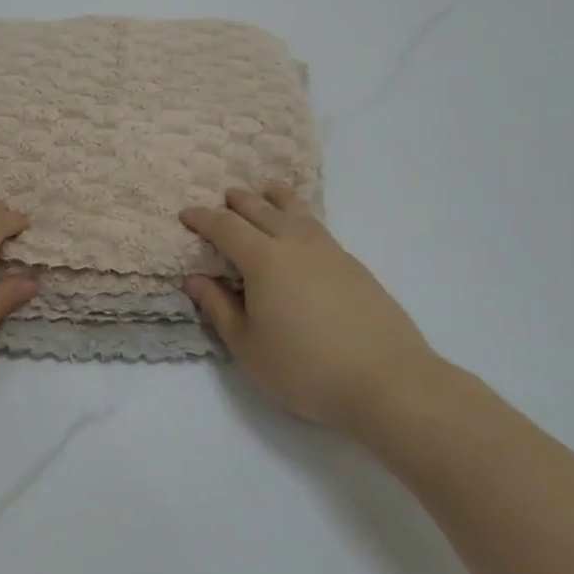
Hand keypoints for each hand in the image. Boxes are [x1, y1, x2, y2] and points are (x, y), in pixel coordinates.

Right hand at [180, 187, 446, 433]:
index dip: (203, 218)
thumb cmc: (305, 369)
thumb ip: (218, 308)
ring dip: (276, 199)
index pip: (226, 227)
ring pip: (297, 212)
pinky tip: (302, 230)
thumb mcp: (247, 347)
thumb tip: (194, 279)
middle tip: (226, 196)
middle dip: (239, 201)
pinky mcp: (355, 267)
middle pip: (263, 210)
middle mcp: (296, 244)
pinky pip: (318, 227)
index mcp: (264, 260)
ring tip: (268, 191)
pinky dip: (301, 217)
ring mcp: (331, 252)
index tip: (186, 214)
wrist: (387, 382)